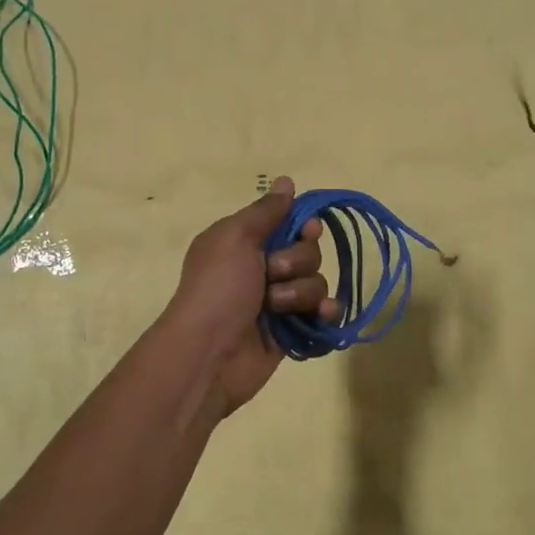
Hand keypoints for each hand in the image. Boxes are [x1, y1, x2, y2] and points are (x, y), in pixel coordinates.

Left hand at [163, 177, 339, 417]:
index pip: (289, 223)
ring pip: (316, 283)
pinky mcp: (292, 331)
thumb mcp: (235, 238)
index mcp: (245, 242)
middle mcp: (262, 268)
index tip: (306, 231)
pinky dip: (325, 314)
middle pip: (308, 251)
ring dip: (300, 292)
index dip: (303, 226)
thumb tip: (287, 181)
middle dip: (297, 261)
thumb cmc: (218, 288)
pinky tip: (321, 317)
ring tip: (276, 307)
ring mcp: (278, 302)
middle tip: (273, 273)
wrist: (210, 353)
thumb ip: (265, 211)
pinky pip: (323, 314)